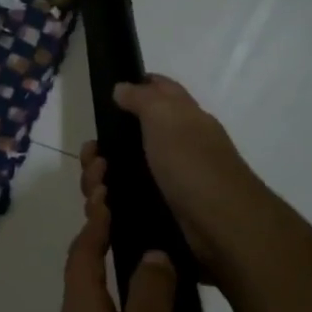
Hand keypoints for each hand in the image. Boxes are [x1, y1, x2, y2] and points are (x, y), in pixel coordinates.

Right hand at [90, 75, 270, 281]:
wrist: (219, 225)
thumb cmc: (192, 163)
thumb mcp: (165, 118)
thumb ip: (142, 98)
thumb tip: (122, 87)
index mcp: (184, 116)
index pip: (160, 89)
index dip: (136, 86)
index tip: (107, 97)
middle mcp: (178, 145)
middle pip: (132, 135)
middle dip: (104, 145)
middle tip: (92, 156)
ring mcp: (170, 180)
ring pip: (124, 171)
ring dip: (101, 177)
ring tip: (98, 189)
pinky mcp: (162, 210)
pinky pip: (128, 199)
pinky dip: (112, 202)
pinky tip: (105, 207)